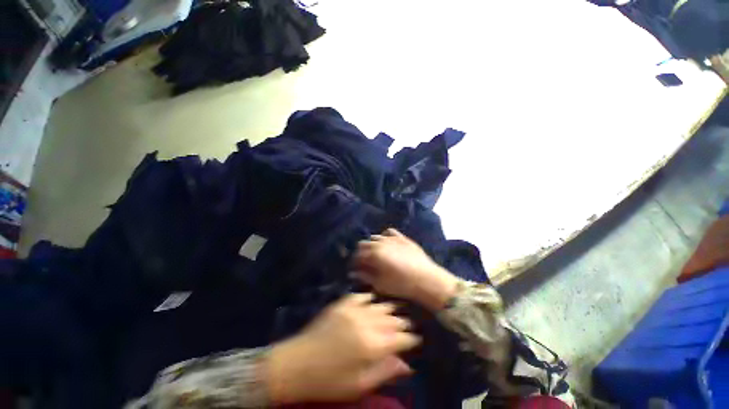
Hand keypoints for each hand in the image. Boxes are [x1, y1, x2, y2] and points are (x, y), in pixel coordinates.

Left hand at [267, 293, 419, 403]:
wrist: (297, 363)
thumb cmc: (329, 380)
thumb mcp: (359, 384)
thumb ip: (385, 372)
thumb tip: (407, 365)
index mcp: (373, 345)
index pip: (400, 338)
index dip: (411, 338)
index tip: (417, 339)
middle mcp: (367, 323)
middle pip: (392, 319)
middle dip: (402, 322)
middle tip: (408, 324)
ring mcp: (353, 310)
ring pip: (379, 305)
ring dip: (389, 308)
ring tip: (396, 309)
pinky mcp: (342, 304)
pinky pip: (360, 296)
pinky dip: (369, 298)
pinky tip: (373, 299)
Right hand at [352, 228, 459, 310]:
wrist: (426, 279)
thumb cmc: (401, 285)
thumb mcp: (380, 284)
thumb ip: (365, 276)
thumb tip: (353, 272)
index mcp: (373, 254)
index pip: (358, 255)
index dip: (355, 262)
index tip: (356, 268)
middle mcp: (380, 242)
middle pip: (364, 243)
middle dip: (362, 253)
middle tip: (365, 263)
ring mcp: (392, 238)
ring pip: (375, 237)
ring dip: (372, 245)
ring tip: (376, 254)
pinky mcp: (402, 237)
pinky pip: (389, 232)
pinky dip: (385, 236)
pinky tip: (387, 244)